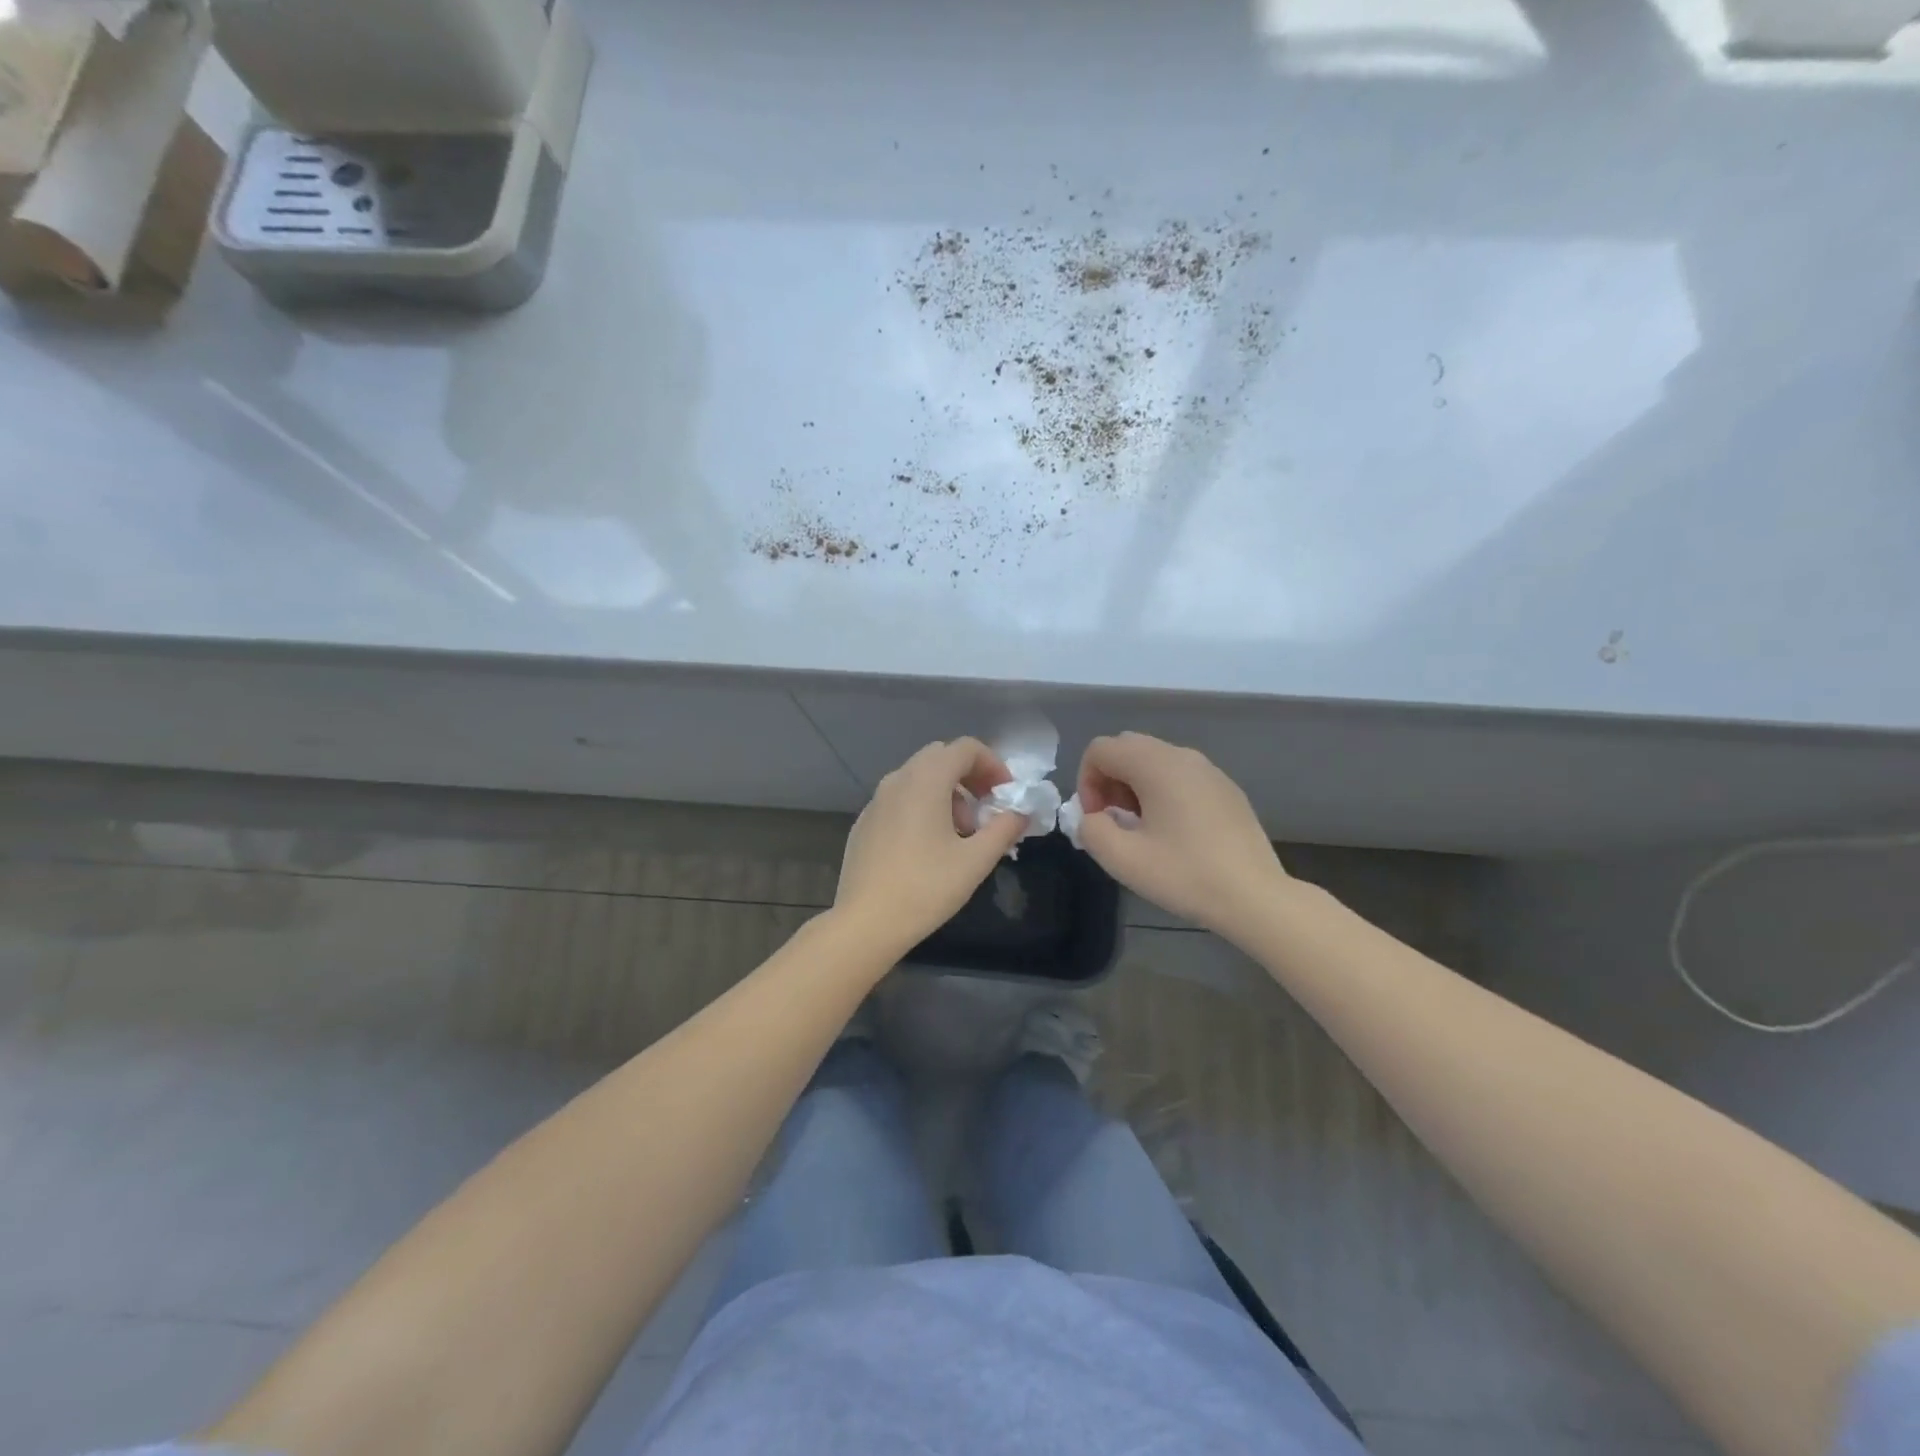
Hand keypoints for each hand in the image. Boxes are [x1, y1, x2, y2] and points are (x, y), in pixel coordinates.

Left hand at [832, 738, 1029, 951]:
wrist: (866, 922)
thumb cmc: (926, 888)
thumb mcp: (976, 860)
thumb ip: (1004, 828)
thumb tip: (1020, 812)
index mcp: (926, 780)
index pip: (965, 748)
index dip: (993, 765)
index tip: (1006, 795)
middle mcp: (898, 780)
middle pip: (940, 757)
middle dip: (970, 777)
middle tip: (986, 811)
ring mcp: (876, 800)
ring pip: (919, 778)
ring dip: (947, 794)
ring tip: (960, 835)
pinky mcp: (865, 822)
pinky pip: (900, 799)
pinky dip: (922, 807)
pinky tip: (928, 847)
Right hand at [1074, 732, 1288, 938]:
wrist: (1255, 897)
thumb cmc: (1185, 875)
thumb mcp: (1122, 859)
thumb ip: (1090, 830)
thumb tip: (1093, 817)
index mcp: (1155, 764)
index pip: (1100, 749)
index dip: (1086, 782)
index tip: (1097, 819)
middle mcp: (1182, 755)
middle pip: (1127, 748)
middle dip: (1109, 780)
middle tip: (1115, 821)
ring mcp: (1209, 770)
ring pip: (1154, 760)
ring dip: (1134, 786)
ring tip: (1142, 828)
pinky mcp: (1225, 788)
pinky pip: (1180, 775)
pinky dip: (1162, 791)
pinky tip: (1174, 832)